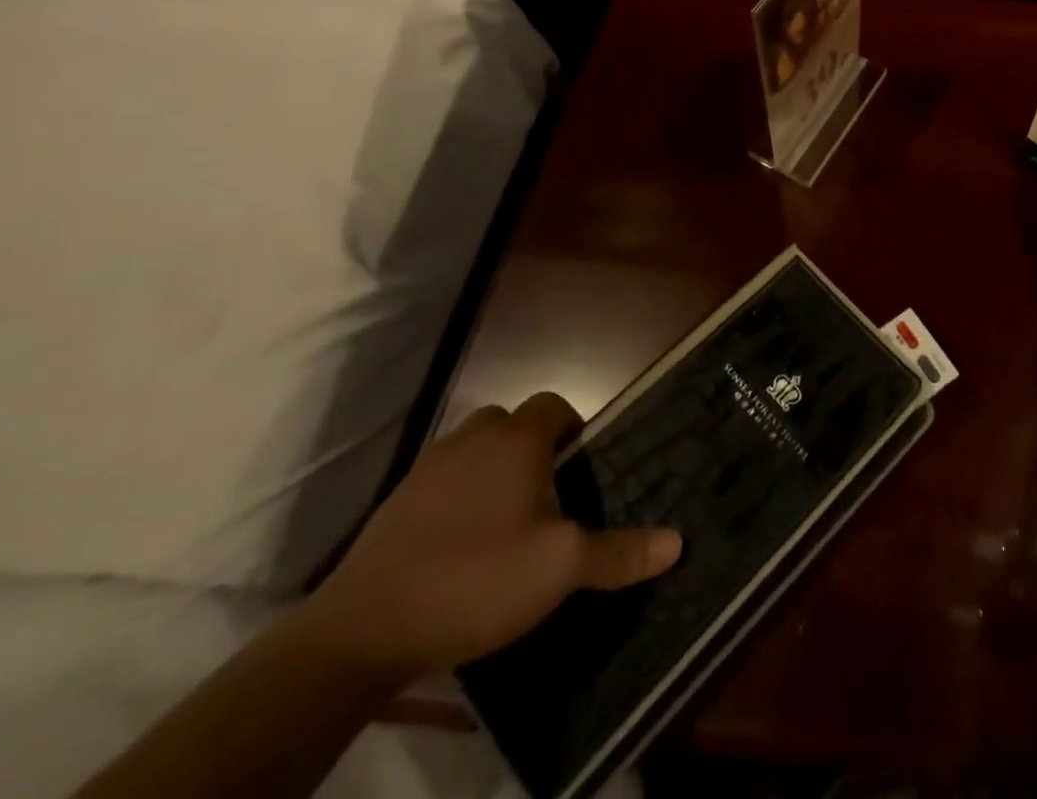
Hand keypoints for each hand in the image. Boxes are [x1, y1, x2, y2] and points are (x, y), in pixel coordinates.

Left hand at [307, 392, 681, 679]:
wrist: (359, 632)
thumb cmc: (476, 578)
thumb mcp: (560, 569)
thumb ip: (618, 552)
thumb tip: (677, 541)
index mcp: (516, 440)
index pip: (554, 405)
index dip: (573, 428)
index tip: (581, 468)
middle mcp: (471, 439)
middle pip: (511, 422)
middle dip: (532, 446)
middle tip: (548, 494)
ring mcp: (426, 470)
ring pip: (472, 450)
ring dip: (492, 470)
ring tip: (506, 520)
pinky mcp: (393, 506)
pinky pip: (440, 483)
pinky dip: (456, 499)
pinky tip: (460, 546)